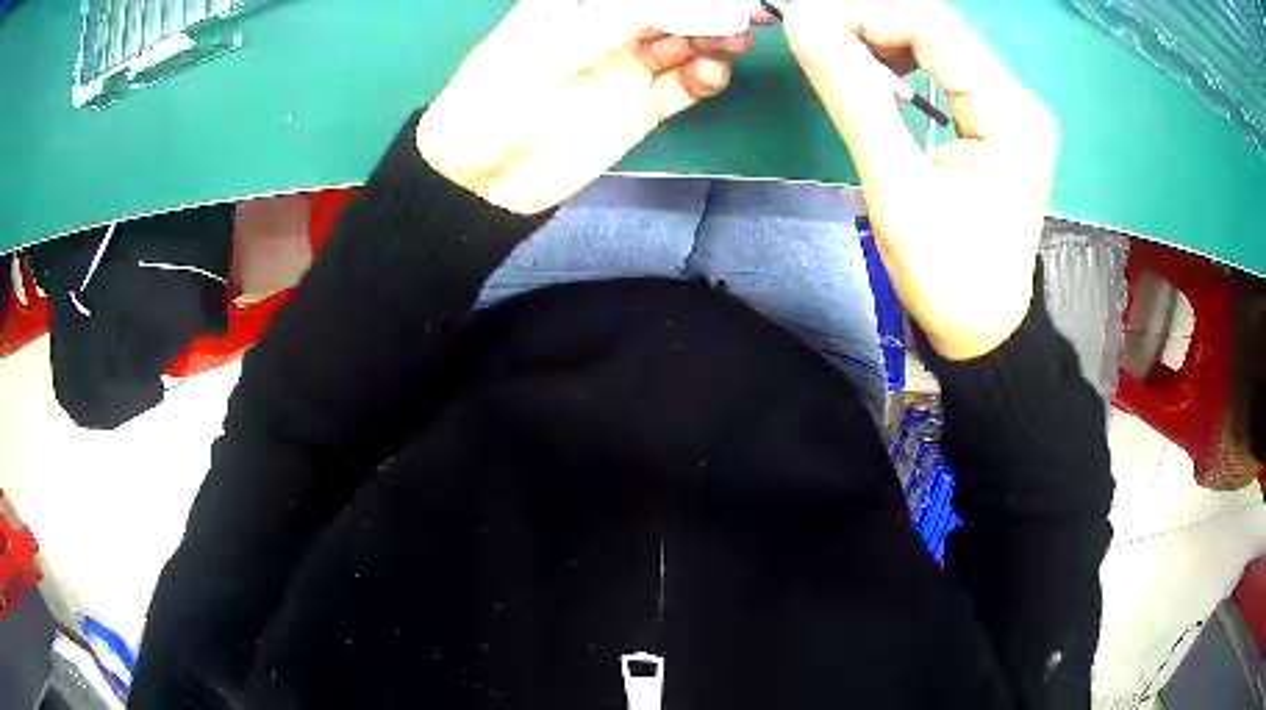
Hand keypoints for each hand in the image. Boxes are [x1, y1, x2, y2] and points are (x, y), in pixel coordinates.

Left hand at [417, 0, 750, 215]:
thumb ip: (602, 27)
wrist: (479, 185)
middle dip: (704, 10)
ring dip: (712, 39)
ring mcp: (624, 69)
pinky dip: (702, 78)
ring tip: (735, 40)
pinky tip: (712, 74)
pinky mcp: (638, 108)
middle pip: (665, 11)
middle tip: (745, 11)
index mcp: (571, 7)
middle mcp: (604, 31)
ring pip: (682, 45)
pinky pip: (681, 87)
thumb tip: (666, 3)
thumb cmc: (488, 109)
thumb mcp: (538, 60)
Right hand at [783, 0, 1058, 359]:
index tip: (807, 26)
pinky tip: (874, 78)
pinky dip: (901, 65)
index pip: (932, 27)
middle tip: (813, 38)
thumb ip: (853, 97)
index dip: (865, 15)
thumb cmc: (948, 275)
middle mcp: (1018, 101)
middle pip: (937, 31)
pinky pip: (944, 73)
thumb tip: (804, 27)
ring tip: (835, 57)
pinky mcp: (998, 125)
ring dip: (881, 42)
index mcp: (1009, 115)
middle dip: (869, 25)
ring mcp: (1011, 112)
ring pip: (938, 47)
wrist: (983, 332)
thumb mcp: (897, 187)